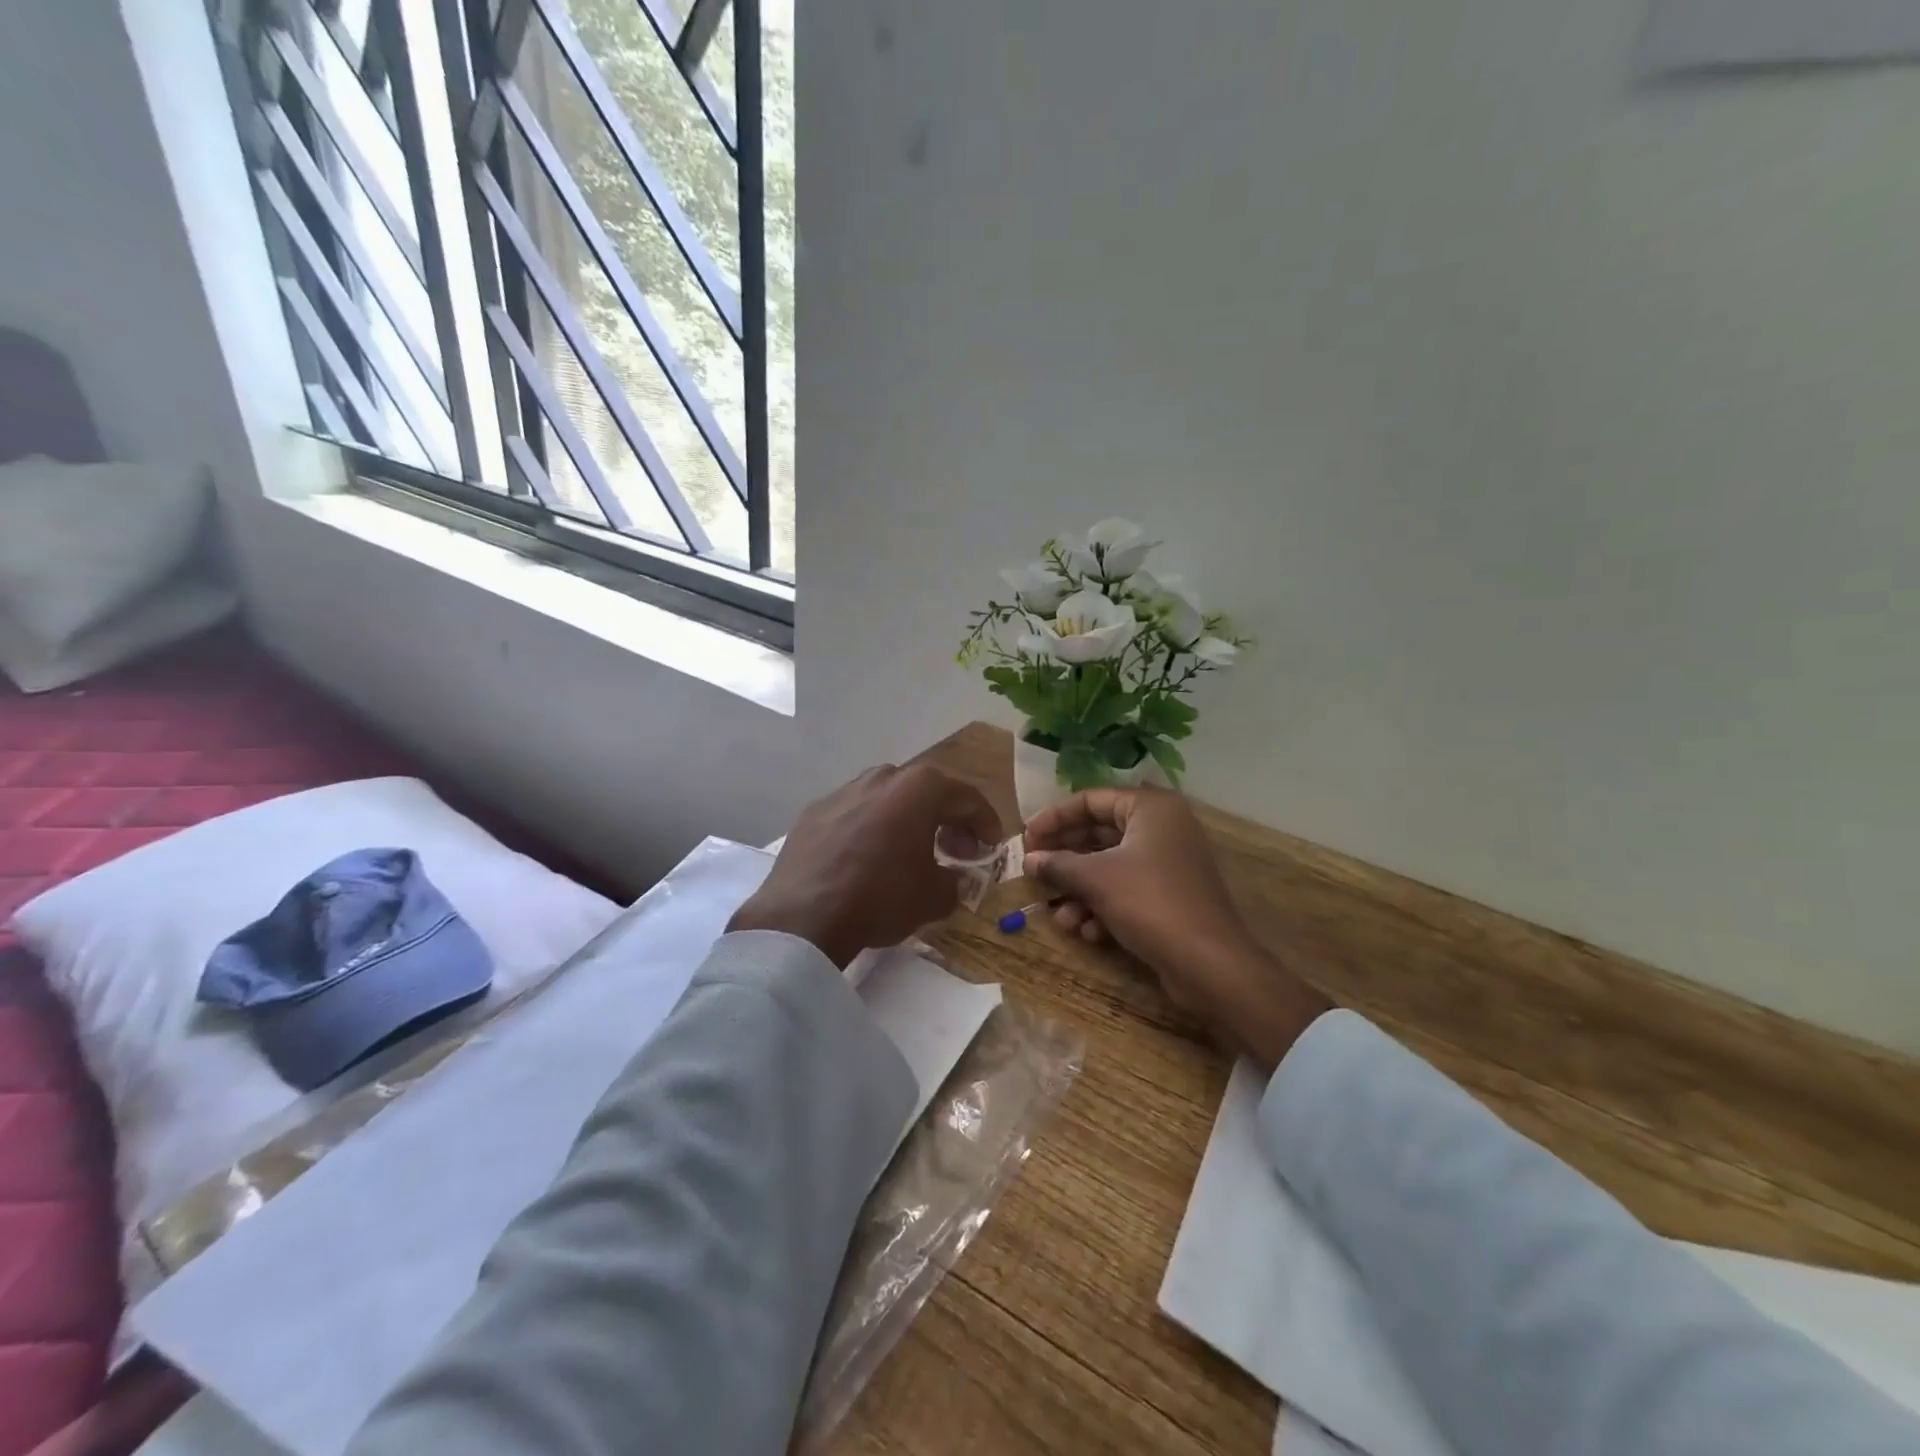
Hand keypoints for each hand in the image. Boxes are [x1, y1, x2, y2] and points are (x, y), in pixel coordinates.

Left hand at [730, 764, 1003, 967]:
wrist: (802, 917)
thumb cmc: (881, 898)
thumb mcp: (935, 897)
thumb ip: (956, 880)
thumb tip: (954, 877)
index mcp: (920, 788)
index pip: (967, 798)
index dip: (986, 823)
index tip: (991, 846)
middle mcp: (883, 776)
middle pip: (927, 792)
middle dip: (947, 818)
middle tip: (957, 849)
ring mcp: (844, 789)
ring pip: (888, 798)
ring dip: (907, 820)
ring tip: (911, 851)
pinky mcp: (814, 810)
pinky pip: (856, 813)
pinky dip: (871, 828)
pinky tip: (869, 858)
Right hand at [1024, 787, 1330, 1069]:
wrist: (1210, 964)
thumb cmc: (1150, 903)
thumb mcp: (1096, 879)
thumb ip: (1058, 864)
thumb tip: (1028, 860)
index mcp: (1150, 808)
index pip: (1091, 800)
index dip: (1054, 818)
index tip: (1025, 838)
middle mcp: (1162, 828)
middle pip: (1098, 835)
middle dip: (1065, 861)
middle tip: (1032, 874)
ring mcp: (1168, 863)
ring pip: (1109, 868)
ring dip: (1080, 892)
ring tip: (1060, 918)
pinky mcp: (1169, 896)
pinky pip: (1126, 890)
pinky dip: (1103, 907)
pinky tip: (1088, 932)